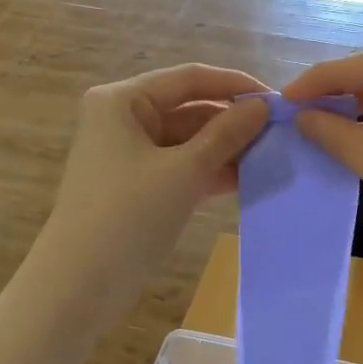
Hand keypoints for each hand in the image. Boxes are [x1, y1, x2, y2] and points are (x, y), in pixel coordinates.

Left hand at [35, 65, 271, 307]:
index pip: (189, 79)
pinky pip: (183, 168)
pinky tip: (249, 180)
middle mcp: (124, 120)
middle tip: (282, 135)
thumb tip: (262, 106)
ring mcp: (131, 156)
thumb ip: (225, 135)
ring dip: (227, 149)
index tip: (277, 100)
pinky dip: (212, 172)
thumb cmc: (128, 216)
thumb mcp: (183, 172)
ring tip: (273, 158)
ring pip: (189, 142)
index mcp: (122, 101)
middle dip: (233, 122)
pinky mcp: (140, 187)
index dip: (234, 85)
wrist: (80, 285)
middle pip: (189, 109)